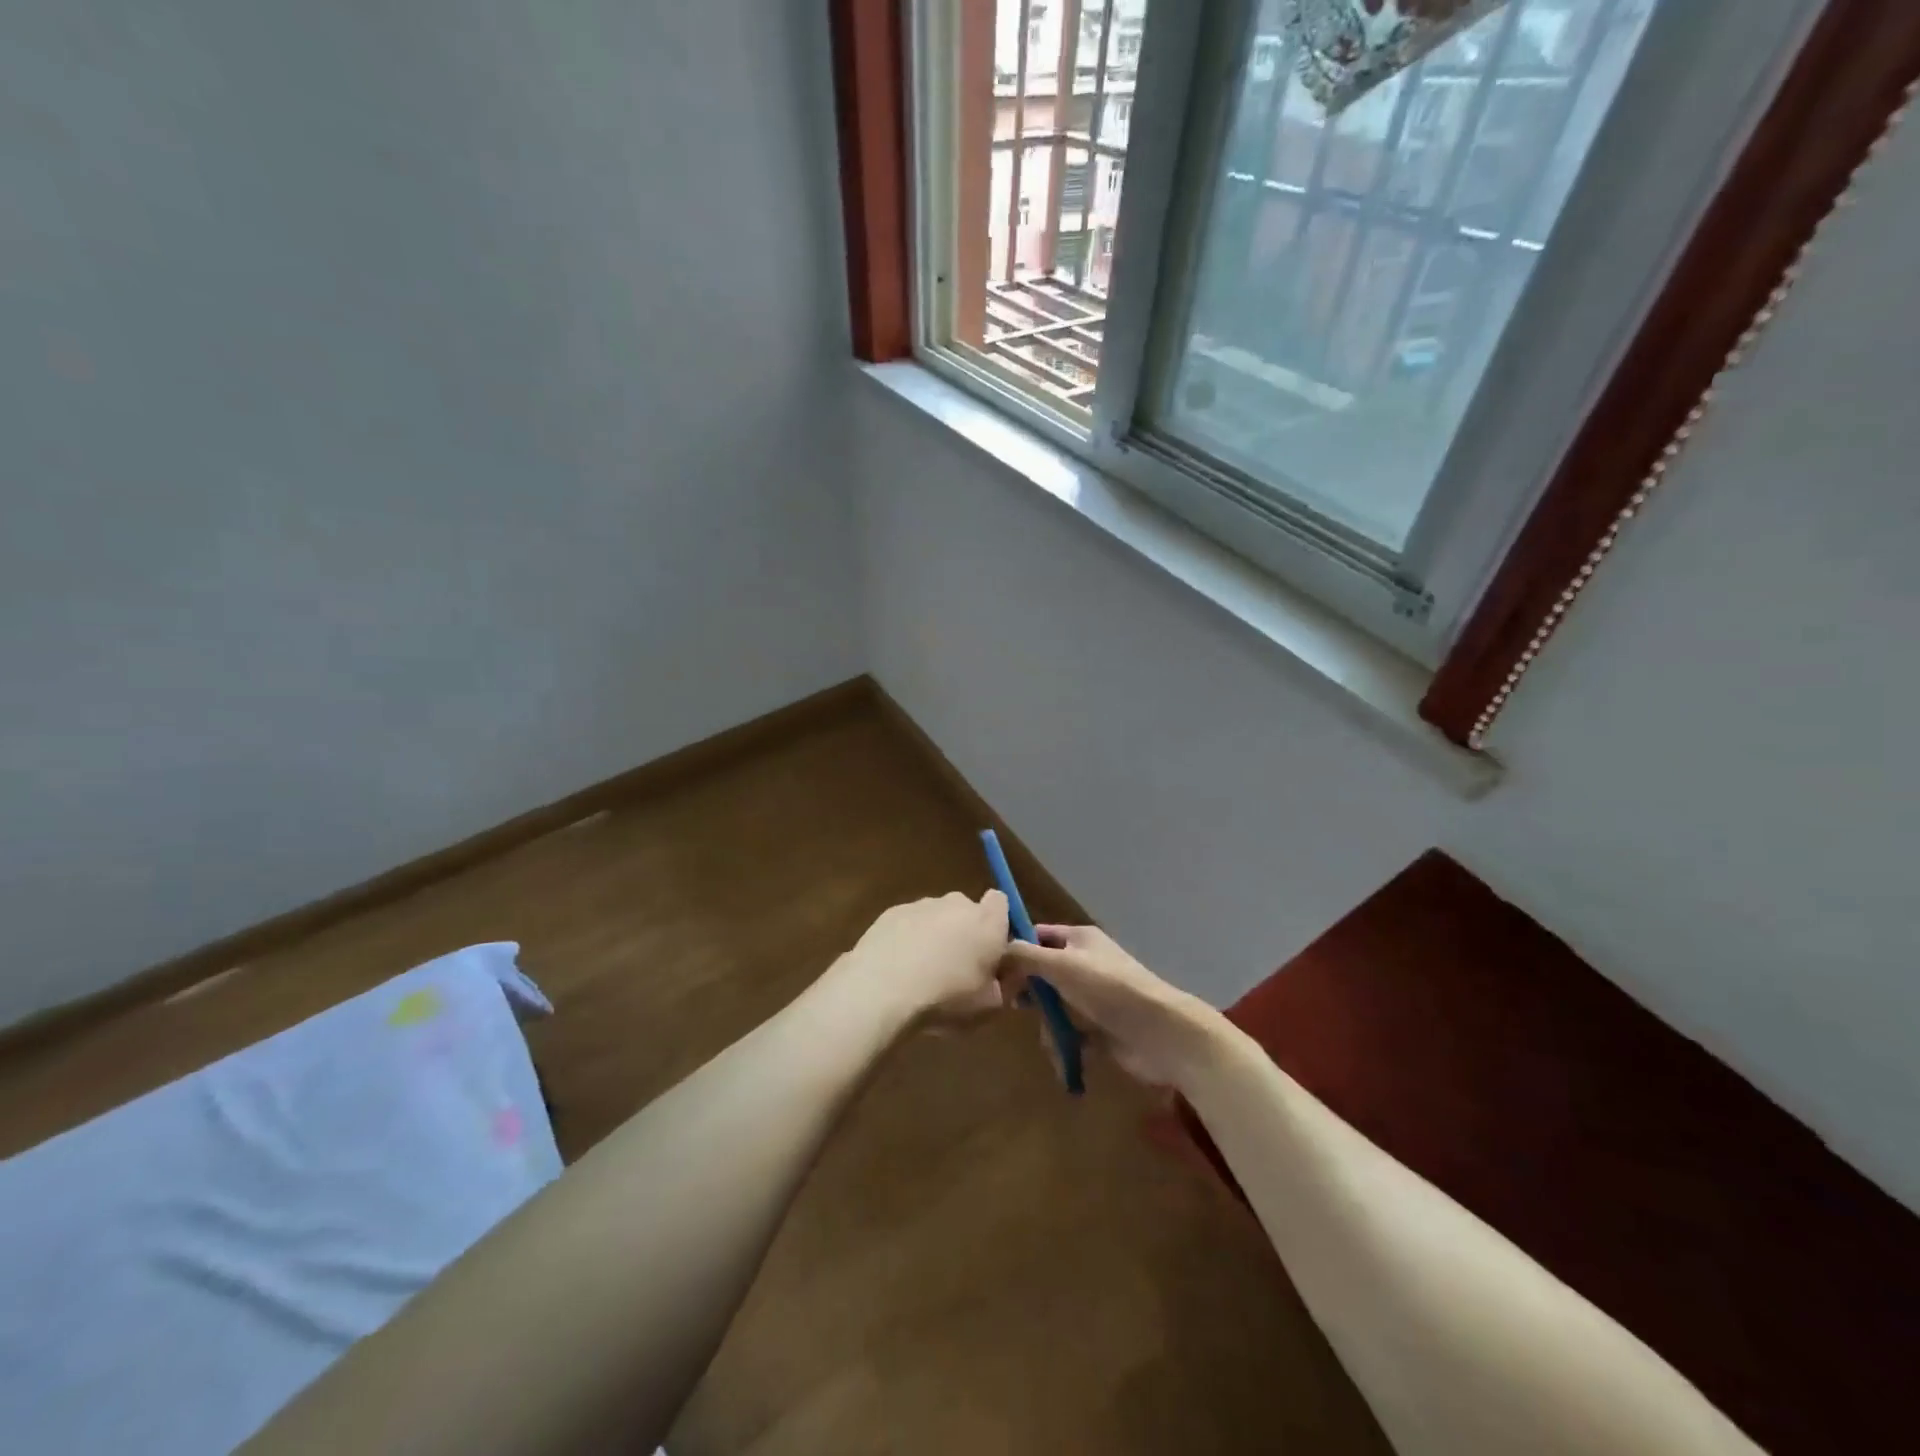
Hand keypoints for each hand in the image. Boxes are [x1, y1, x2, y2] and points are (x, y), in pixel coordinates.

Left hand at [837, 891, 1011, 1025]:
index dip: (998, 923)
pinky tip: (898, 968)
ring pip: (936, 917)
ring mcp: (921, 904)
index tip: (993, 950)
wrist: (882, 989)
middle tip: (958, 968)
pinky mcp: (891, 912)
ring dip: (935, 936)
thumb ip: (1008, 985)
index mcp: (988, 922)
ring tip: (922, 973)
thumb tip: (1011, 973)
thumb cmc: (947, 998)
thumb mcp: (991, 1006)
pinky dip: (908, 939)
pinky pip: (908, 923)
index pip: (1001, 902)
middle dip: (965, 932)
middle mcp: (957, 904)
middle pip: (967, 911)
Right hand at [1000, 925, 1218, 1087]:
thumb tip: (995, 950)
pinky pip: (1070, 1035)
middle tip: (1016, 1006)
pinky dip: (1064, 1047)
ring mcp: (1093, 999)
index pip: (1038, 935)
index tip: (994, 969)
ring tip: (1052, 1041)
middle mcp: (1085, 965)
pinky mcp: (1100, 1030)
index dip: (1016, 948)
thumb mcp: (1061, 965)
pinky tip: (1064, 1059)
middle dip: (1030, 993)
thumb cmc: (1108, 989)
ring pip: (1054, 1008)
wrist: (1161, 1033)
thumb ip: (1024, 956)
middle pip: (1043, 974)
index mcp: (1079, 940)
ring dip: (1048, 1027)